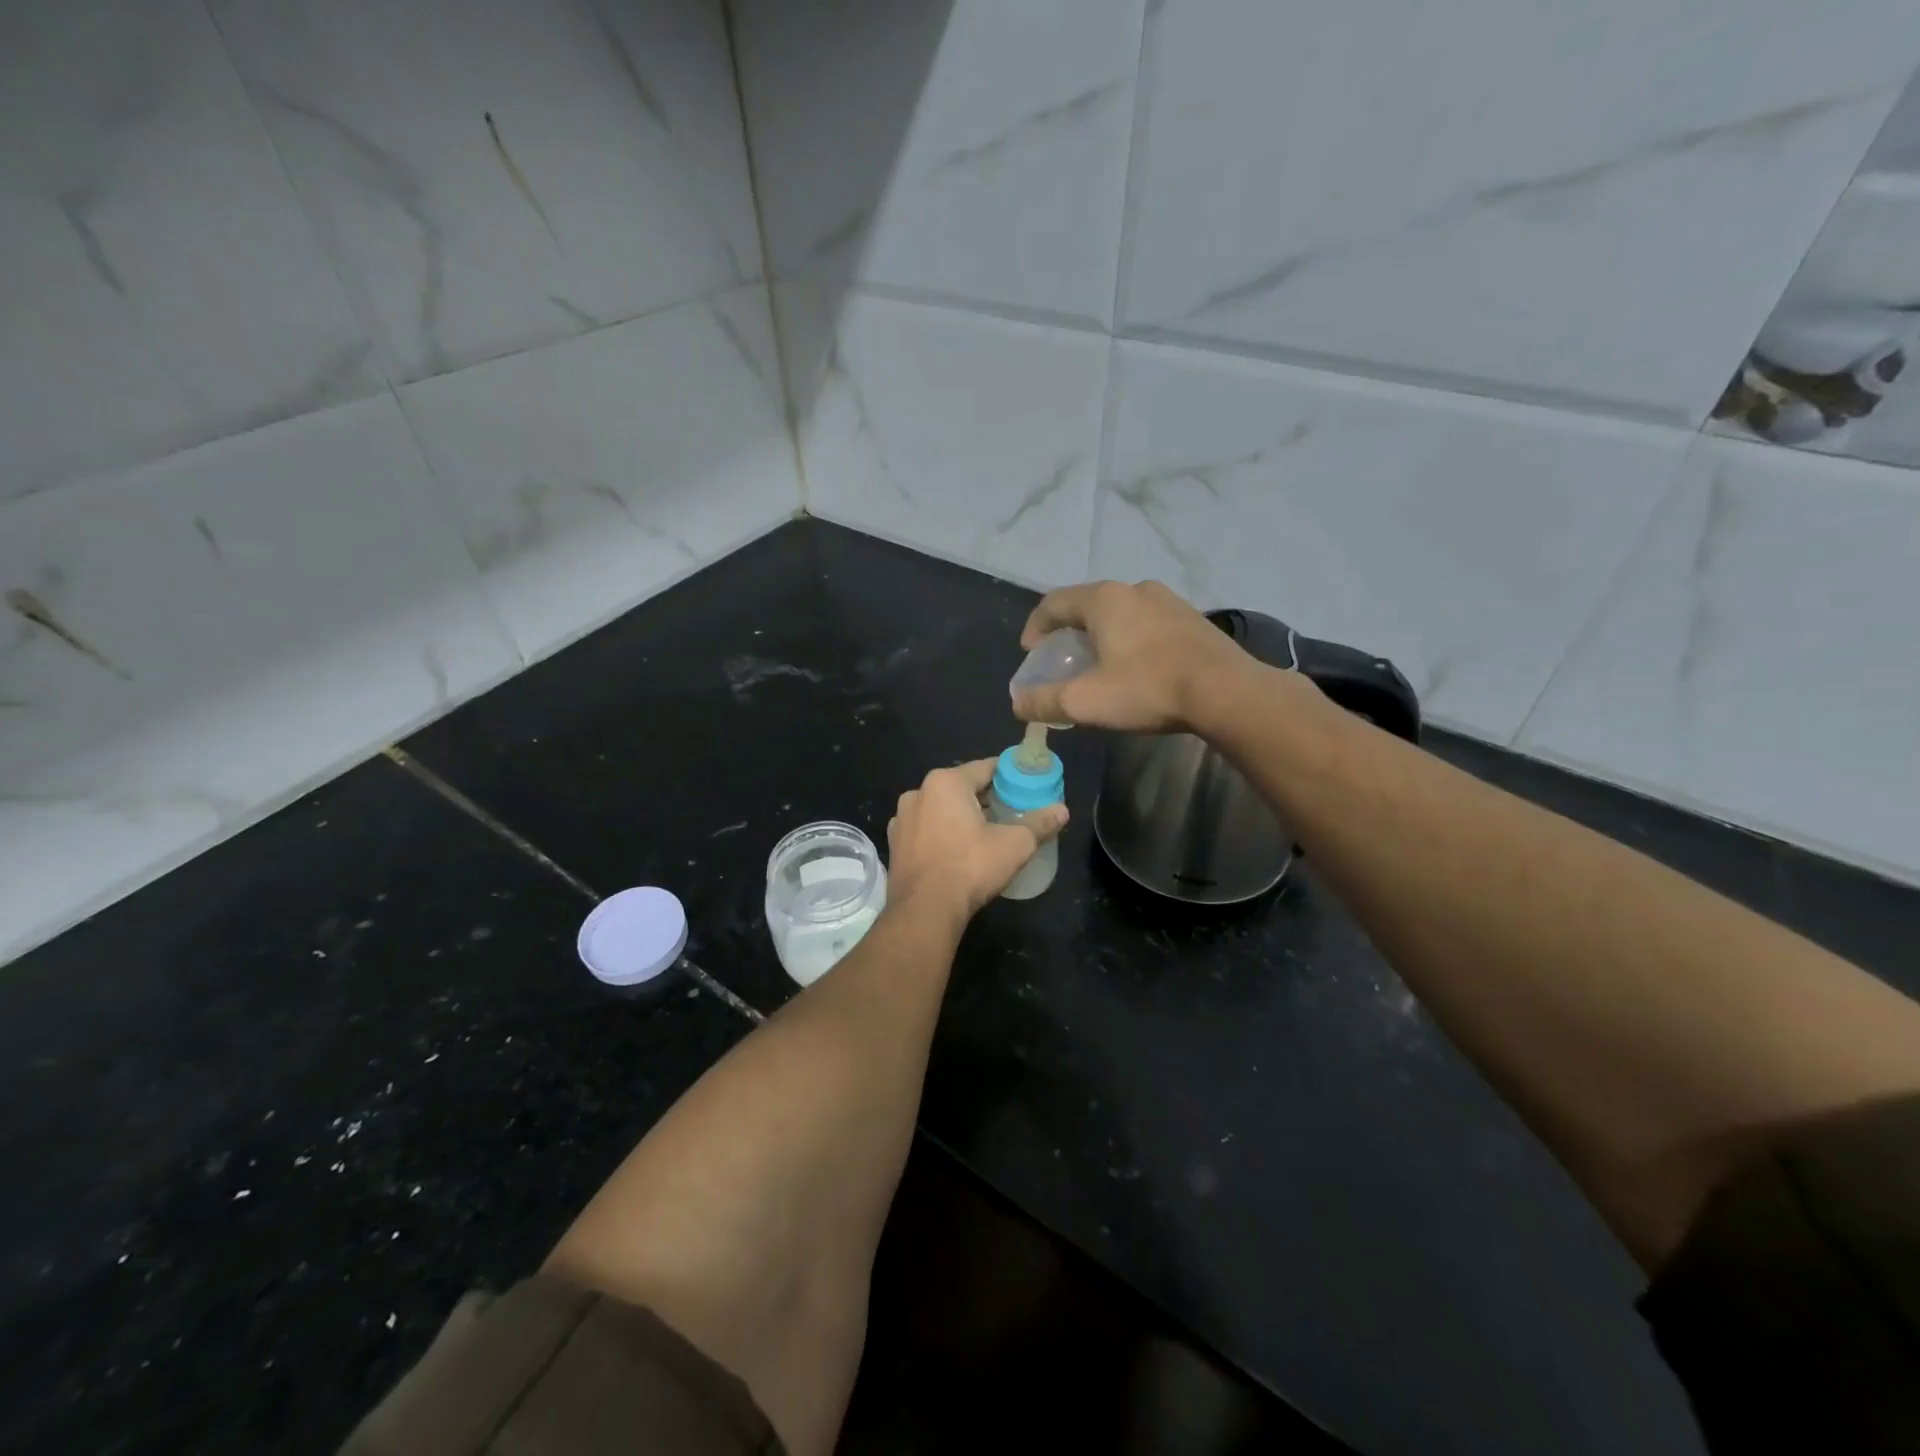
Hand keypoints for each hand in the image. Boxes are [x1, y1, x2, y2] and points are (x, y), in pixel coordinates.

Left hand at [887, 761, 1068, 924]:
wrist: (924, 910)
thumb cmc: (970, 867)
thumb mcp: (1015, 844)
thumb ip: (1039, 823)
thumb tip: (1063, 810)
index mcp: (946, 782)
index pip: (985, 768)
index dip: (1009, 776)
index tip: (1026, 786)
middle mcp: (918, 792)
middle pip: (961, 788)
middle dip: (986, 798)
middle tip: (1011, 812)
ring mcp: (902, 819)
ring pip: (941, 809)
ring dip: (961, 816)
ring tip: (985, 834)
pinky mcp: (895, 844)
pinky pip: (926, 830)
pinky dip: (942, 834)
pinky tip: (957, 852)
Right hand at [1012, 580, 1253, 733]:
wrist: (1226, 692)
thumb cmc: (1147, 689)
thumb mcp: (1085, 702)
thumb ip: (1044, 701)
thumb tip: (1017, 703)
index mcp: (1104, 600)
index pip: (1054, 602)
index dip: (1035, 626)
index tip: (1030, 651)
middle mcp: (1134, 589)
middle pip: (1088, 604)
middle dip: (1069, 630)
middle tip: (1063, 658)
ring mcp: (1168, 600)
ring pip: (1121, 611)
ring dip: (1102, 633)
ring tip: (1100, 662)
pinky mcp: (1192, 618)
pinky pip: (1147, 621)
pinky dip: (1130, 637)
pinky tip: (1137, 664)